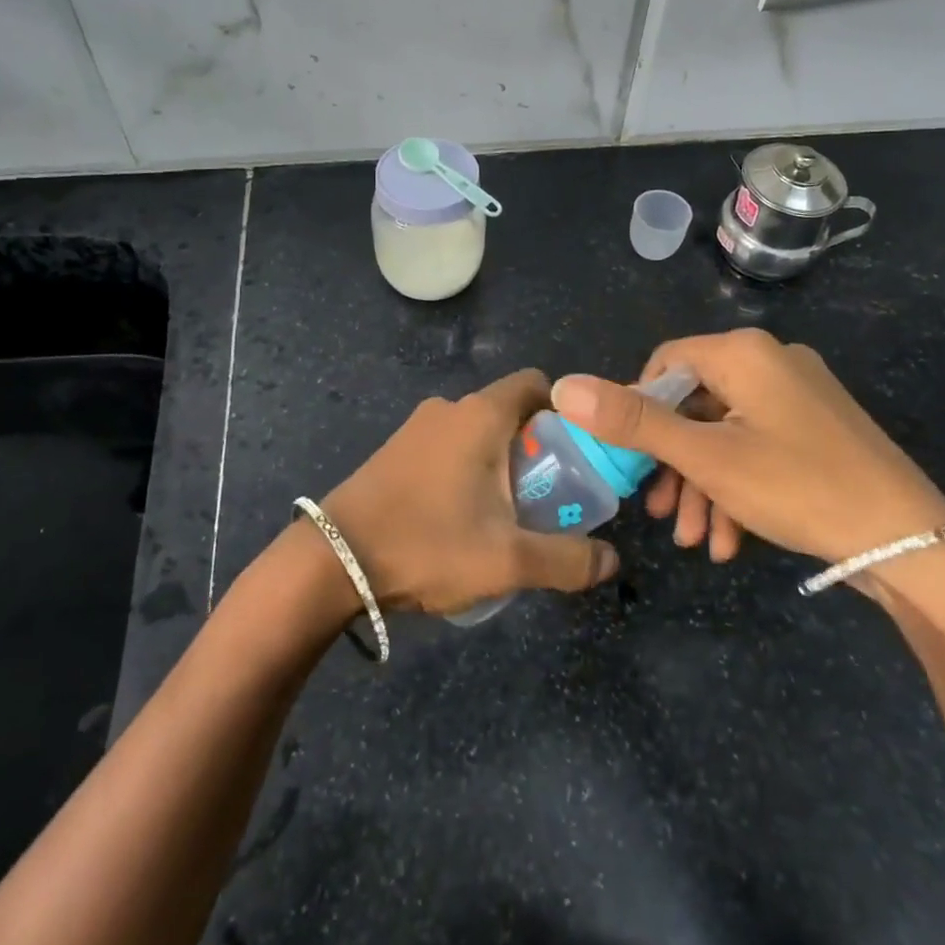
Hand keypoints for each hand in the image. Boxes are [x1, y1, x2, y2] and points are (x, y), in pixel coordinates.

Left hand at [318, 369, 619, 616]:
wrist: (332, 561)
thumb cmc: (428, 544)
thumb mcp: (508, 561)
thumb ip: (567, 560)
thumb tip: (611, 561)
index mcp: (481, 414)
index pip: (536, 384)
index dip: (564, 412)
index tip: (575, 453)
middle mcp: (449, 408)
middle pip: (509, 412)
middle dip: (534, 449)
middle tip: (548, 497)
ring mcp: (415, 428)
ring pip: (476, 434)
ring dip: (498, 464)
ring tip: (506, 517)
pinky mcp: (393, 451)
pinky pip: (446, 449)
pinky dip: (465, 471)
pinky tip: (460, 521)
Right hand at [550, 329, 944, 568]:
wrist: (911, 543)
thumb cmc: (798, 486)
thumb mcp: (705, 457)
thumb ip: (632, 421)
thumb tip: (563, 386)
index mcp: (743, 352)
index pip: (665, 363)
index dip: (639, 411)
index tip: (632, 461)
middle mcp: (770, 361)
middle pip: (695, 404)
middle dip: (673, 464)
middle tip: (660, 515)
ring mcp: (798, 396)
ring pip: (726, 434)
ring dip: (703, 486)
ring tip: (695, 542)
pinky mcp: (817, 429)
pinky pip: (759, 447)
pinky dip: (738, 488)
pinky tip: (730, 541)